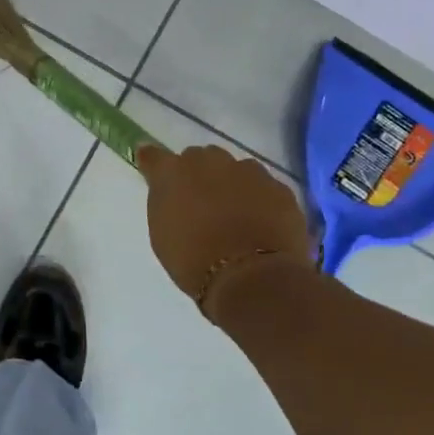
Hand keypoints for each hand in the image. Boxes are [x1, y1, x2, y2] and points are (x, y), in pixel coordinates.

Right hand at [137, 143, 314, 316]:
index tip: (154, 171)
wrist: (251, 278)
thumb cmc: (194, 261)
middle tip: (202, 204)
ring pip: (237, 170)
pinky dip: (261, 201)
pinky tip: (262, 225)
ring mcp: (249, 171)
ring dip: (233, 185)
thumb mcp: (163, 234)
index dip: (155, 164)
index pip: (154, 157)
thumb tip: (169, 190)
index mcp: (173, 173)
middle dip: (200, 175)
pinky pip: (265, 188)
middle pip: (201, 159)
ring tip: (237, 217)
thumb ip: (165, 203)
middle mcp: (210, 161)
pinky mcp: (279, 188)